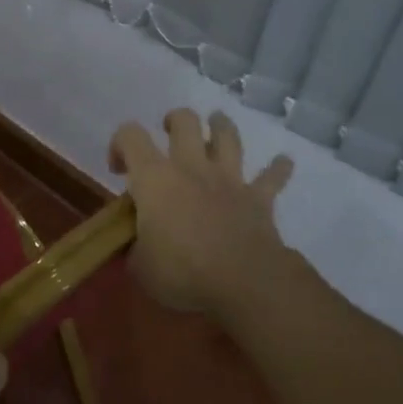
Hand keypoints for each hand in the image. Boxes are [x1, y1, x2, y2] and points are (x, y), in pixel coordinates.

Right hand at [109, 109, 295, 316]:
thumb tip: (137, 247)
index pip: (130, 136)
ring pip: (227, 136)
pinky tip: (283, 162)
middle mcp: (191, 167)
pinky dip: (277, 168)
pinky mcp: (258, 198)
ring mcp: (228, 179)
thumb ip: (135, 248)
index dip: (120, 144)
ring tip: (216, 125)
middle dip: (174, 120)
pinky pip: (272, 177)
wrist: (243, 282)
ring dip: (221, 126)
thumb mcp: (140, 267)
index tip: (119, 170)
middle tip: (169, 133)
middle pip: (184, 121)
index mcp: (155, 178)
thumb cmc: (182, 271)